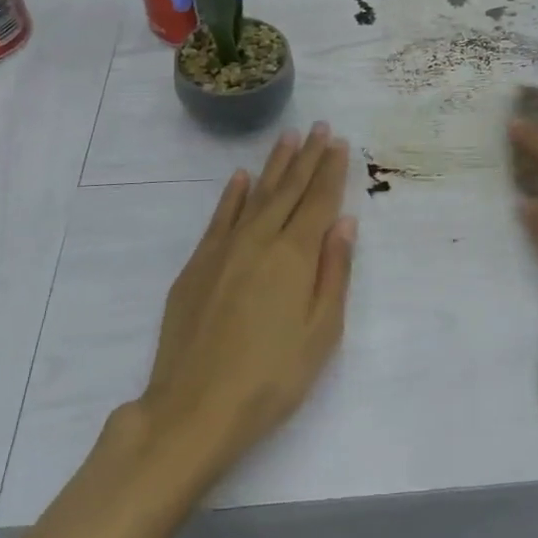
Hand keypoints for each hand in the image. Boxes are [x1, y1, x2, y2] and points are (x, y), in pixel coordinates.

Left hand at [139, 123, 356, 471]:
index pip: (318, 201)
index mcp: (295, 256)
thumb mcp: (321, 334)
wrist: (193, 410)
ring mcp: (224, 249)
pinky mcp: (198, 264)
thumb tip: (344, 222)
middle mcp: (260, 240)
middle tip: (321, 127)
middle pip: (289, 189)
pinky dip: (232, 194)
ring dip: (274, 165)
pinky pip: (219, 217)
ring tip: (289, 137)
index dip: (331, 171)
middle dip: (308, 157)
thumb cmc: (271, 378)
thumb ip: (335, 273)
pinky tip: (240, 177)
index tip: (340, 142)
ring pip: (255, 194)